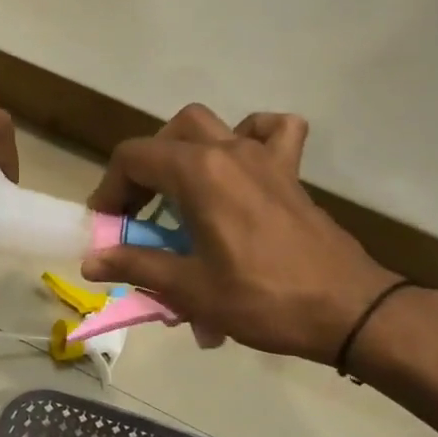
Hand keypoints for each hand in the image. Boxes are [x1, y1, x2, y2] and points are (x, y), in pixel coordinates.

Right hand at [81, 105, 399, 362]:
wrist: (347, 310)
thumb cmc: (262, 299)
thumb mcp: (189, 288)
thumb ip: (136, 265)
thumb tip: (91, 262)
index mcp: (200, 173)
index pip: (134, 158)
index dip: (109, 189)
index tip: (106, 227)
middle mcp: (230, 151)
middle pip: (169, 135)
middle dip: (143, 169)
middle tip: (138, 212)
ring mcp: (265, 158)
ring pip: (213, 126)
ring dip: (185, 151)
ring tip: (179, 191)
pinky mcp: (291, 174)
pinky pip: (273, 132)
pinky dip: (251, 137)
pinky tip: (239, 166)